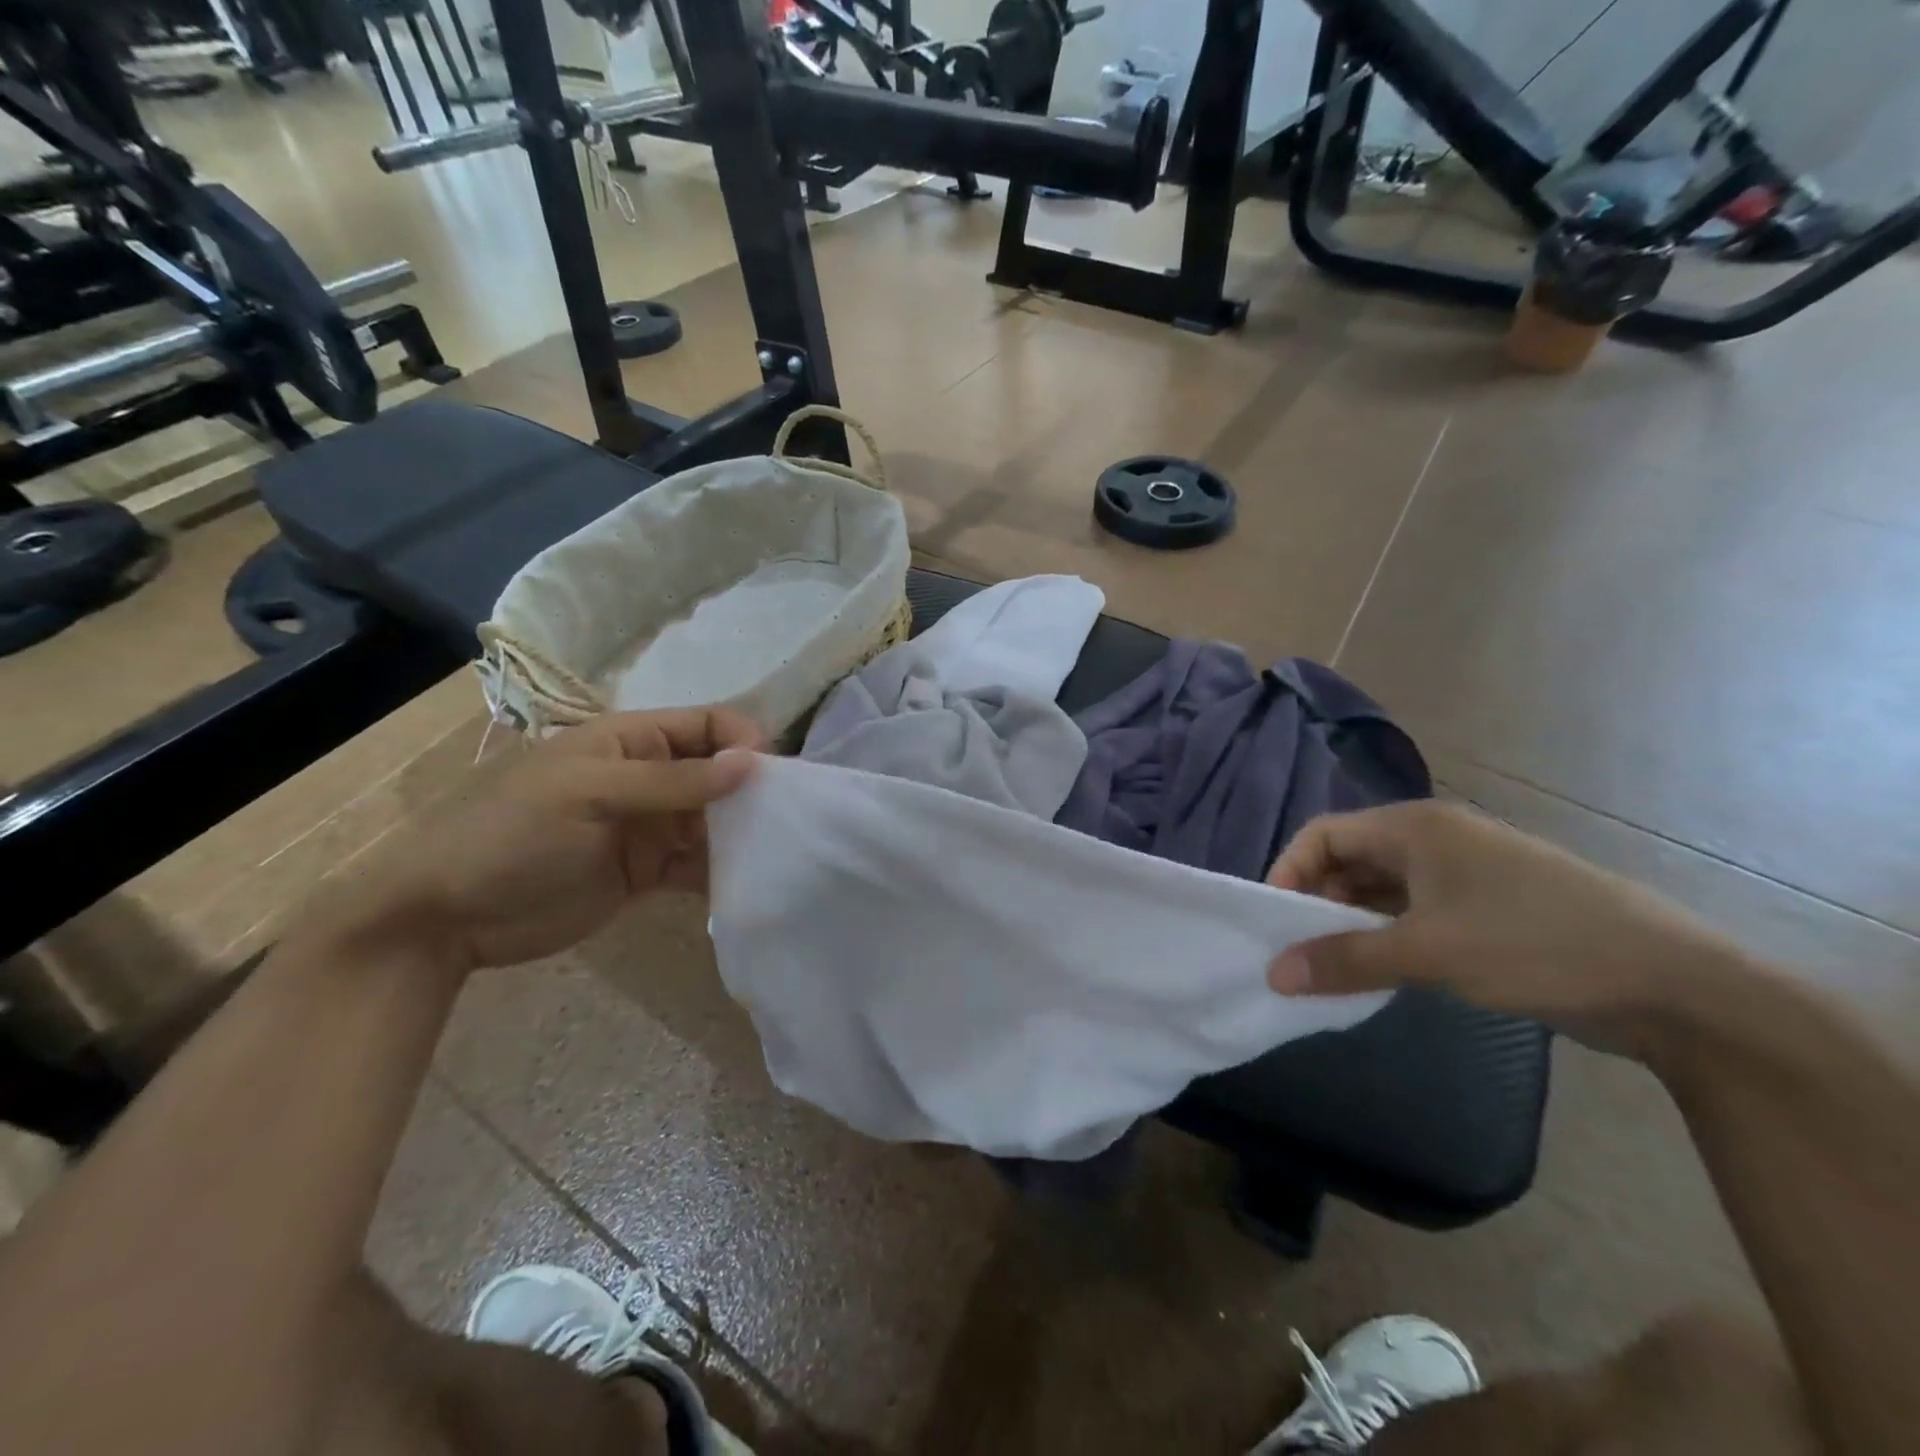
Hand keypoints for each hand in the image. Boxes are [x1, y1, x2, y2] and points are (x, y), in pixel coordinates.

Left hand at [324, 708, 761, 972]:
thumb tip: (751, 764)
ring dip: (741, 836)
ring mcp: (648, 828)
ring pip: (713, 822)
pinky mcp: (646, 873)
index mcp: (631, 741)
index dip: (743, 742)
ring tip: (774, 858)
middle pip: (717, 775)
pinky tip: (746, 887)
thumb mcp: (590, 795)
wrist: (443, 917)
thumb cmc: (510, 835)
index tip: (772, 777)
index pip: (706, 725)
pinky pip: (697, 866)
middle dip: (751, 794)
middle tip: (784, 824)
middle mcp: (648, 778)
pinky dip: (721, 873)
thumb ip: (672, 781)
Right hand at [1265, 801, 1748, 1055]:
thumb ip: (1344, 959)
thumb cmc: (1535, 945)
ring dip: (1351, 921)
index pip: (1324, 834)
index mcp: (1415, 827)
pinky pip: (1414, 911)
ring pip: (1382, 888)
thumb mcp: (1428, 952)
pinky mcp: (1487, 907)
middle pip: (1350, 858)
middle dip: (1317, 900)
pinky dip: (1387, 934)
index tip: (1273, 920)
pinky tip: (1382, 970)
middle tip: (1299, 949)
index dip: (1289, 870)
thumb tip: (1273, 974)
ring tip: (1333, 965)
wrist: (1673, 986)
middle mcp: (1434, 838)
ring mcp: (1464, 873)